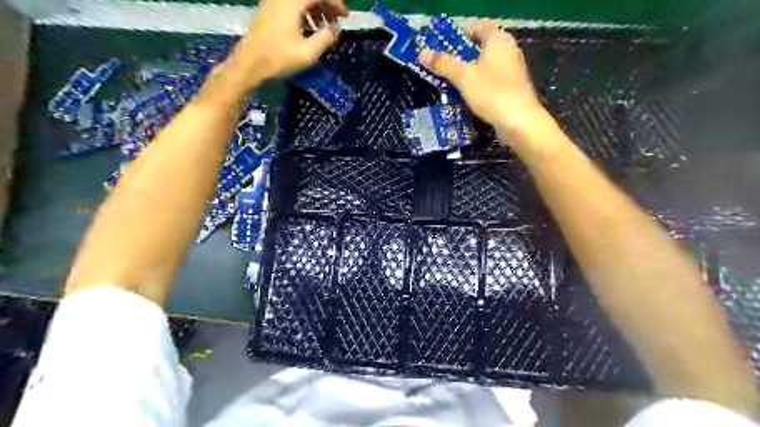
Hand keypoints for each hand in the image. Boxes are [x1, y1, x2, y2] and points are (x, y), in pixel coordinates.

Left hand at [221, 0, 347, 88]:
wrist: (249, 63)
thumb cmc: (280, 58)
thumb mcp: (309, 52)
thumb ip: (326, 38)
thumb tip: (335, 29)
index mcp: (292, 2)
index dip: (335, 3)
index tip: (345, 17)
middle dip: (326, 5)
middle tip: (336, 21)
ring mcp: (273, 2)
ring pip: (300, 0)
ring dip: (315, 9)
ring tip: (323, 27)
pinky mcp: (268, 10)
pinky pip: (290, 4)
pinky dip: (303, 12)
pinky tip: (308, 28)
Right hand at [418, 20, 555, 147]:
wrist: (519, 122)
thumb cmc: (492, 93)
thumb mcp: (464, 77)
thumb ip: (443, 64)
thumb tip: (422, 54)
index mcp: (499, 40)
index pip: (479, 27)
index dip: (461, 34)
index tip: (444, 46)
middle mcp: (509, 51)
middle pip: (481, 48)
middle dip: (461, 57)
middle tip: (442, 67)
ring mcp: (512, 72)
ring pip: (485, 67)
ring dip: (468, 74)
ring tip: (448, 83)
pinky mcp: (512, 90)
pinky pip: (490, 82)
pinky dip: (477, 87)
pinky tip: (465, 98)